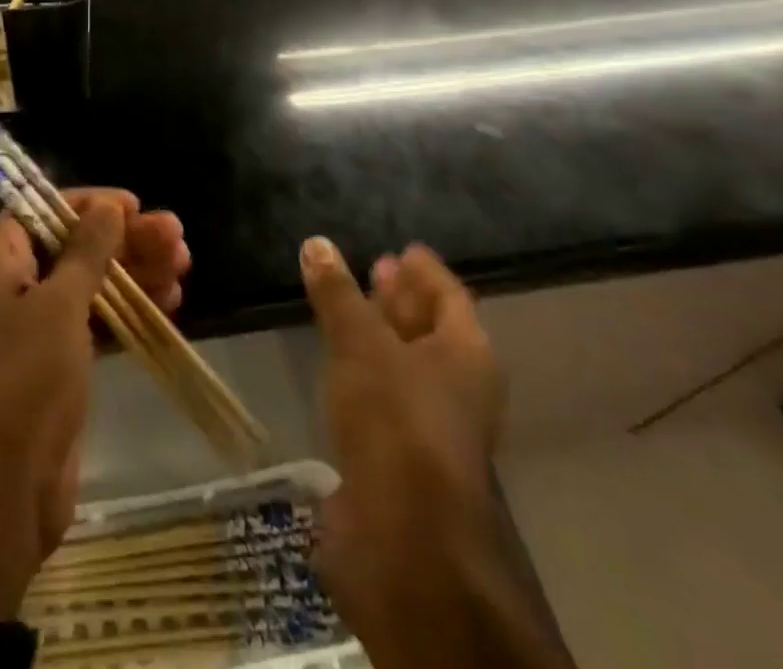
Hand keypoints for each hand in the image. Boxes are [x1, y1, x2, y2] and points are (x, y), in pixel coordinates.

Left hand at [0, 190, 190, 619]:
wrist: (1, 496)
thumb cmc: (23, 381)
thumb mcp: (59, 306)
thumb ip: (87, 250)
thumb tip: (109, 205)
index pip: (41, 209)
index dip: (90, 204)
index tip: (135, 206)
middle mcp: (5, 284)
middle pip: (71, 245)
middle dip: (124, 240)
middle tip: (177, 236)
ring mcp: (29, 325)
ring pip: (88, 282)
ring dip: (135, 273)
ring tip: (184, 265)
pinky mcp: (52, 361)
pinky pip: (92, 320)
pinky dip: (127, 310)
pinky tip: (171, 303)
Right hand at [302, 238, 565, 668]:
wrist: (403, 539)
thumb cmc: (396, 419)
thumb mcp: (360, 342)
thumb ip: (338, 294)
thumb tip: (316, 242)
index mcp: (466, 353)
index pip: (450, 295)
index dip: (425, 270)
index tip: (403, 248)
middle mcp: (458, 387)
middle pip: (431, 330)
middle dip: (402, 300)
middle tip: (373, 268)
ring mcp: (430, 426)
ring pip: (405, 366)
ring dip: (379, 337)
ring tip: (348, 309)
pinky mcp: (400, 458)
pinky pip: (384, 398)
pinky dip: (363, 374)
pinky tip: (337, 364)